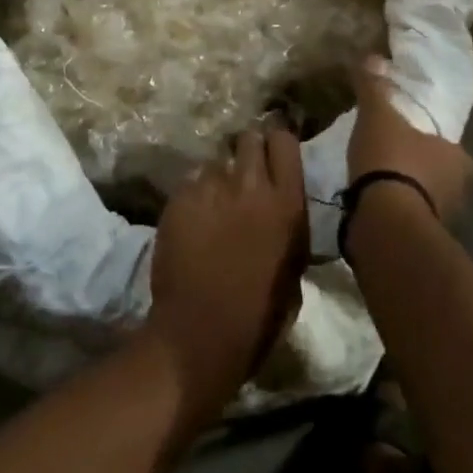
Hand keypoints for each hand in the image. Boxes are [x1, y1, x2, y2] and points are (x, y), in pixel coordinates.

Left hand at [147, 128, 308, 414]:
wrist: (199, 334)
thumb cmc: (258, 317)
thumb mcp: (293, 270)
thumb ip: (288, 226)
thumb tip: (280, 209)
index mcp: (287, 204)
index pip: (284, 141)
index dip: (277, 143)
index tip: (273, 152)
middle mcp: (250, 185)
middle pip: (249, 138)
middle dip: (247, 150)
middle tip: (243, 174)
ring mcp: (211, 188)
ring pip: (215, 162)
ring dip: (218, 177)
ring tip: (214, 203)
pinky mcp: (179, 197)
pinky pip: (190, 181)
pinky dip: (193, 194)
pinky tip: (192, 218)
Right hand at [349, 56, 472, 223]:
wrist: (386, 220)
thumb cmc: (391, 160)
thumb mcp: (378, 116)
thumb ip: (375, 88)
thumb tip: (371, 56)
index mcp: (457, 157)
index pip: (449, 145)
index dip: (430, 140)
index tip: (411, 135)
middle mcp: (459, 190)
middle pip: (440, 173)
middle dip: (420, 167)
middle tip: (394, 156)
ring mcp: (443, 218)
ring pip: (427, 198)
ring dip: (409, 191)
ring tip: (380, 181)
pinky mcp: (421, 240)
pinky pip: (410, 218)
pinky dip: (396, 211)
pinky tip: (375, 204)